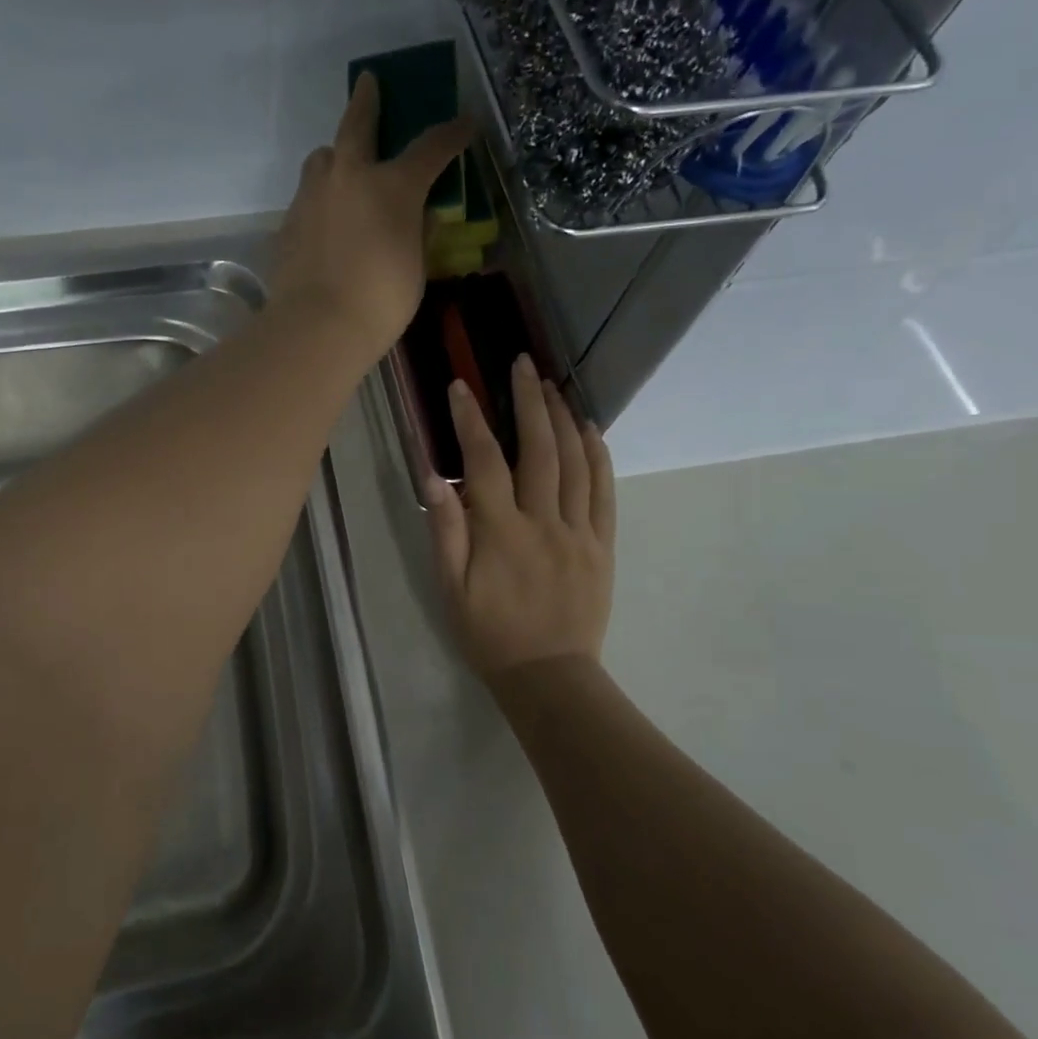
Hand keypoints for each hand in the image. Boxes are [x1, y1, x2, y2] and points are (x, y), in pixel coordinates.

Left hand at [271, 71, 471, 359]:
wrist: (316, 327)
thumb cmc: (380, 301)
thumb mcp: (415, 267)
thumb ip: (418, 232)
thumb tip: (420, 214)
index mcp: (392, 186)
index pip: (430, 147)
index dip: (451, 134)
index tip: (465, 124)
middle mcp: (348, 177)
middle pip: (357, 125)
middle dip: (367, 101)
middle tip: (368, 83)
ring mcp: (311, 197)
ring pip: (322, 159)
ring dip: (335, 156)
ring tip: (342, 168)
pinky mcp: (287, 223)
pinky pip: (307, 198)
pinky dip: (321, 199)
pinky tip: (325, 221)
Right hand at [426, 354, 615, 681]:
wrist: (549, 675)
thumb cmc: (489, 633)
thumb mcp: (450, 588)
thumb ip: (444, 530)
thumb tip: (433, 475)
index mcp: (500, 532)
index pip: (483, 461)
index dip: (470, 420)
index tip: (460, 385)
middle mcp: (543, 522)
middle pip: (538, 449)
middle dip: (527, 400)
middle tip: (521, 363)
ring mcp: (579, 531)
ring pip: (575, 462)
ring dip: (562, 418)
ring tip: (551, 385)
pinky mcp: (602, 544)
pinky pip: (604, 491)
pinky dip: (598, 455)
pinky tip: (589, 429)